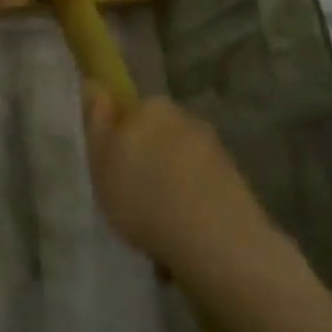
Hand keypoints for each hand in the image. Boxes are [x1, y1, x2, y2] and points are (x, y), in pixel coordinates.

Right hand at [81, 88, 276, 280]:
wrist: (217, 242)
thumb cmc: (144, 198)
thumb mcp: (100, 163)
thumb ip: (97, 123)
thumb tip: (96, 88)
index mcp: (150, 107)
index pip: (127, 113)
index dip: (116, 139)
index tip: (111, 169)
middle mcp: (186, 118)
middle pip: (155, 134)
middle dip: (145, 157)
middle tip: (130, 194)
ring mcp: (215, 148)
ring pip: (179, 159)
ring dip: (170, 179)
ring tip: (159, 216)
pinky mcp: (236, 179)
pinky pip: (201, 182)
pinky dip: (191, 197)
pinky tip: (183, 224)